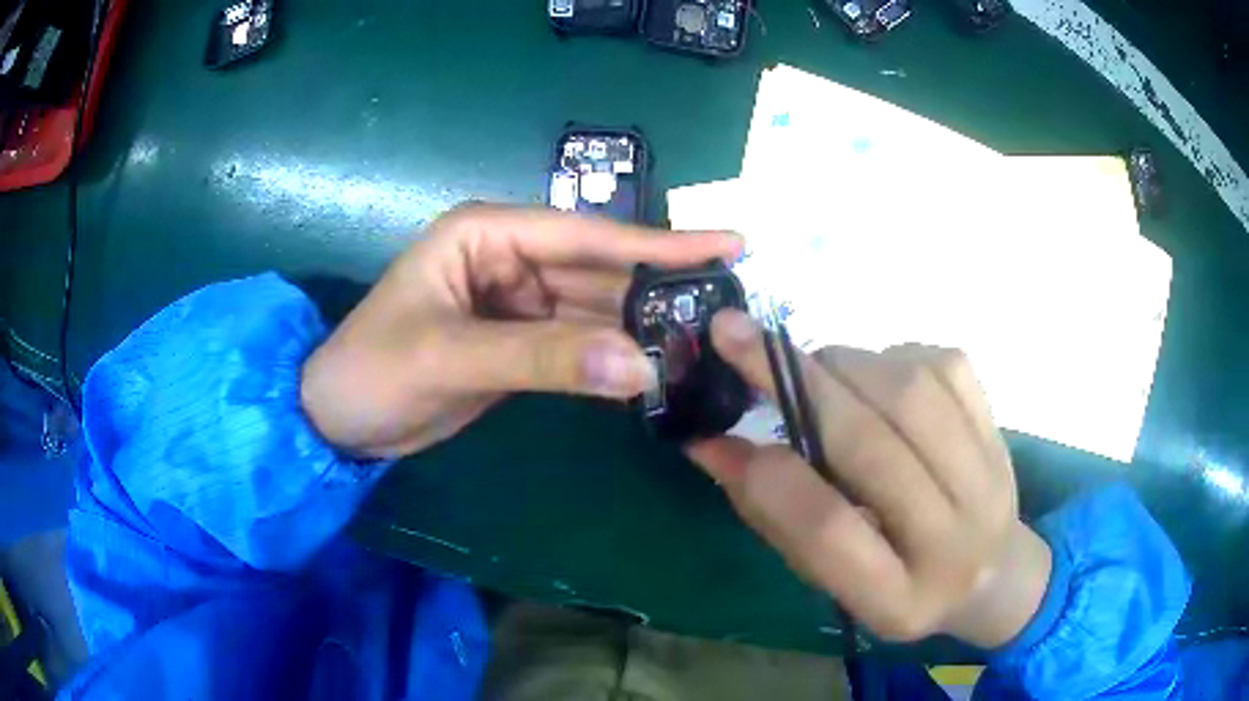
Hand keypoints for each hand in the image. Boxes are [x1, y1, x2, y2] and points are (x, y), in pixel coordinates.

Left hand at [301, 204, 741, 458]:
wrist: (339, 422)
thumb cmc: (373, 372)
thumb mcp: (450, 358)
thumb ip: (544, 359)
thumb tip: (642, 366)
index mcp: (486, 234)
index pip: (585, 235)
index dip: (658, 243)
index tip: (730, 243)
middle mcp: (508, 258)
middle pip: (598, 270)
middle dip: (657, 290)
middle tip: (727, 308)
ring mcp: (516, 302)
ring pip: (593, 309)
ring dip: (640, 327)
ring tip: (703, 342)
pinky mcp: (518, 342)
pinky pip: (577, 343)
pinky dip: (611, 357)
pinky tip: (651, 367)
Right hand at [688, 310, 1051, 647]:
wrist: (993, 575)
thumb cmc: (899, 584)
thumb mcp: (833, 579)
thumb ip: (777, 516)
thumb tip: (711, 444)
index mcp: (898, 599)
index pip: (831, 534)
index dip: (771, 478)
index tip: (714, 433)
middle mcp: (953, 541)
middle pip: (874, 448)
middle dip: (796, 381)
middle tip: (736, 335)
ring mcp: (988, 478)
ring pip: (911, 391)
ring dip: (844, 364)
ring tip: (814, 372)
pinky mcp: (999, 426)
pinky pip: (943, 364)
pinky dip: (892, 355)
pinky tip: (877, 378)